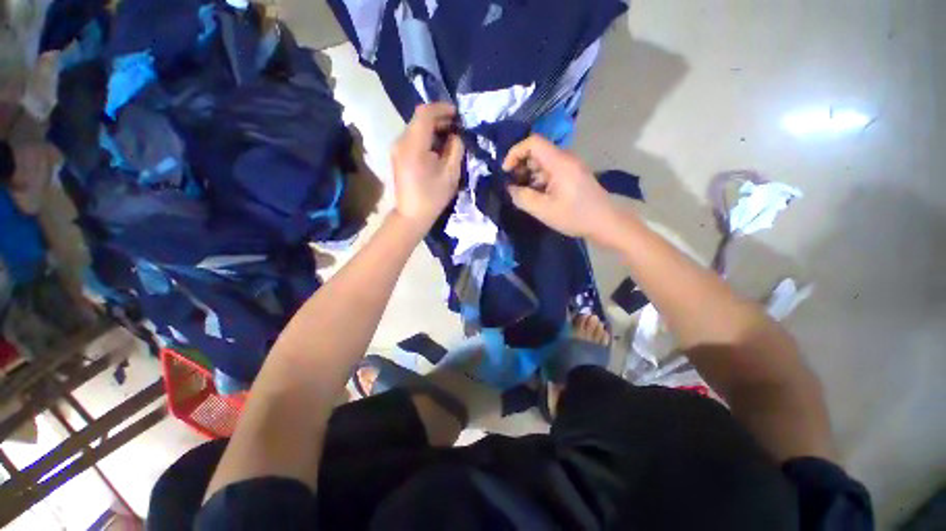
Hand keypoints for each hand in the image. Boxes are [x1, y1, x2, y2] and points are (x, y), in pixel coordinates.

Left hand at [391, 103, 463, 228]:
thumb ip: (455, 149)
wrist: (411, 215)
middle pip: (418, 120)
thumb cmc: (433, 197)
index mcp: (414, 146)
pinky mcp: (397, 155)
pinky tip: (436, 147)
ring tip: (449, 137)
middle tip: (456, 127)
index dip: (441, 109)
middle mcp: (400, 142)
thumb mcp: (451, 174)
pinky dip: (425, 138)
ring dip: (432, 128)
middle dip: (438, 118)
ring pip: (415, 128)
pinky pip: (411, 138)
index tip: (456, 114)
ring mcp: (396, 149)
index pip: (424, 114)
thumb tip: (455, 135)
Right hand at [503, 135, 624, 242]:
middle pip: (537, 152)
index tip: (506, 171)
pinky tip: (536, 196)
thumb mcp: (543, 210)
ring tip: (522, 194)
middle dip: (520, 166)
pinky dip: (539, 180)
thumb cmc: (575, 216)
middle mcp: (565, 159)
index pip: (533, 142)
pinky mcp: (572, 176)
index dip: (515, 152)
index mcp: (559, 162)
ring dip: (529, 175)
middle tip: (512, 185)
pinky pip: (550, 171)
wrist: (605, 223)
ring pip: (543, 163)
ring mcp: (570, 167)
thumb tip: (510, 188)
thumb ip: (522, 197)